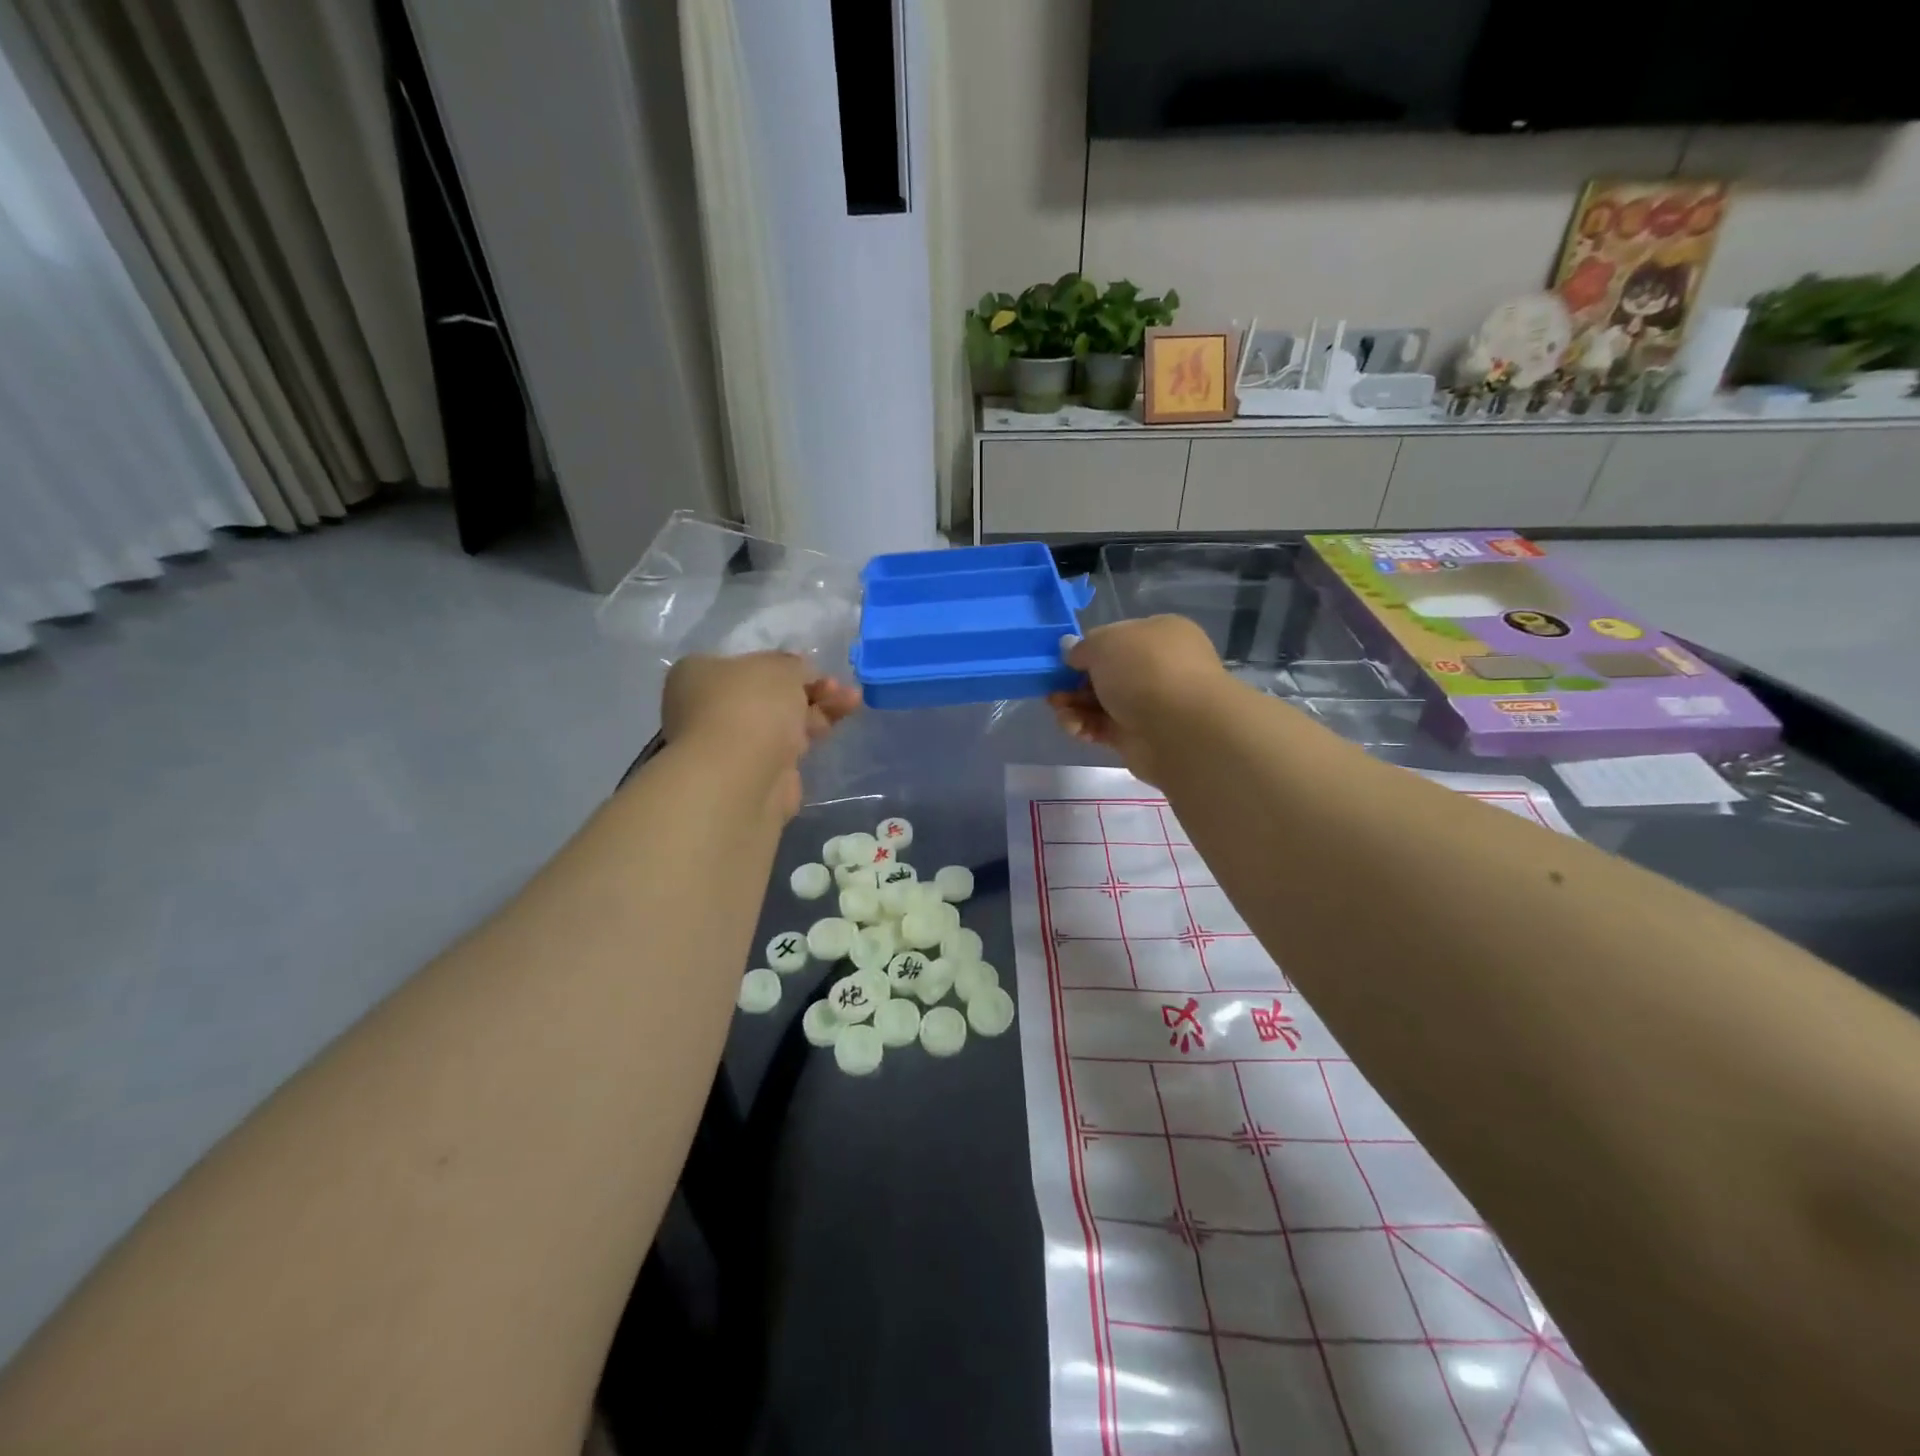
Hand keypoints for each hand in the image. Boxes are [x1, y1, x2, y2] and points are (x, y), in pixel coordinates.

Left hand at [661, 653, 861, 818]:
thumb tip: (798, 674)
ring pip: (782, 721)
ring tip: (854, 700)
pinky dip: (813, 735)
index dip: (782, 664)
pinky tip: (837, 724)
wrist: (743, 775)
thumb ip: (793, 665)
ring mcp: (734, 745)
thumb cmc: (750, 705)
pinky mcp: (758, 774)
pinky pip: (789, 747)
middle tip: (837, 685)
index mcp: (699, 675)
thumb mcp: (779, 667)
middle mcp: (709, 710)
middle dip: (807, 688)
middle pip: (768, 694)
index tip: (811, 666)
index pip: (745, 664)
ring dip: (819, 708)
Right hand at [1047, 616, 1228, 785]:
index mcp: (1160, 634)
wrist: (1180, 729)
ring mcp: (1151, 704)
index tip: (1064, 662)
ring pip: (1102, 702)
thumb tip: (1071, 651)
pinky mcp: (1140, 737)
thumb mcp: (1104, 643)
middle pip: (1107, 673)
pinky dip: (1086, 728)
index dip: (1088, 649)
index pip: (1117, 637)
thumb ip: (1082, 647)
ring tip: (1061, 713)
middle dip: (1075, 683)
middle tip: (1054, 692)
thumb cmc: (1145, 670)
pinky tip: (1075, 729)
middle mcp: (1159, 667)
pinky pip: (1105, 728)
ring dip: (1075, 707)